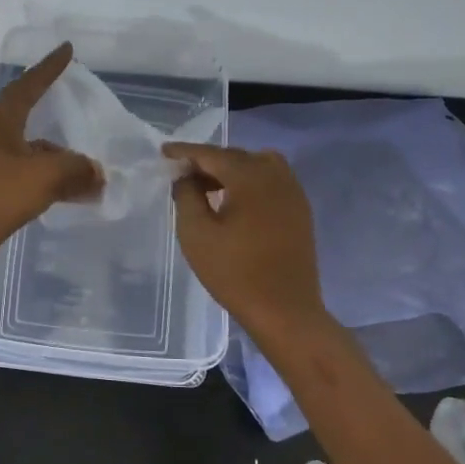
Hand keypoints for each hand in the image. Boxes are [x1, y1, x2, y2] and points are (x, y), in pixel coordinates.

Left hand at [0, 42, 103, 283]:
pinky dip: (55, 185)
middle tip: (87, 114)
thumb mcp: (43, 176)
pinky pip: (34, 182)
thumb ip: (76, 169)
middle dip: (60, 119)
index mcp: (2, 123)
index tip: (66, 50)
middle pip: (33, 121)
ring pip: (37, 156)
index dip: (48, 68)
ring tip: (95, 172)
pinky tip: (75, 197)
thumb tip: (98, 173)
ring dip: (63, 161)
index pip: (28, 85)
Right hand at [163, 142, 329, 342]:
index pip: (211, 154)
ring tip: (209, 188)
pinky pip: (272, 181)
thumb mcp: (196, 233)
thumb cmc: (235, 273)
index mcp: (250, 177)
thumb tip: (187, 177)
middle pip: (236, 156)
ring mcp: (293, 192)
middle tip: (182, 173)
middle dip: (208, 161)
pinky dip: (250, 182)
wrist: (285, 311)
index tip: (164, 152)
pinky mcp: (300, 210)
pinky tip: (235, 203)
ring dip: (231, 170)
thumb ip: (186, 196)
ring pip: (257, 165)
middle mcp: (276, 175)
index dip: (185, 152)